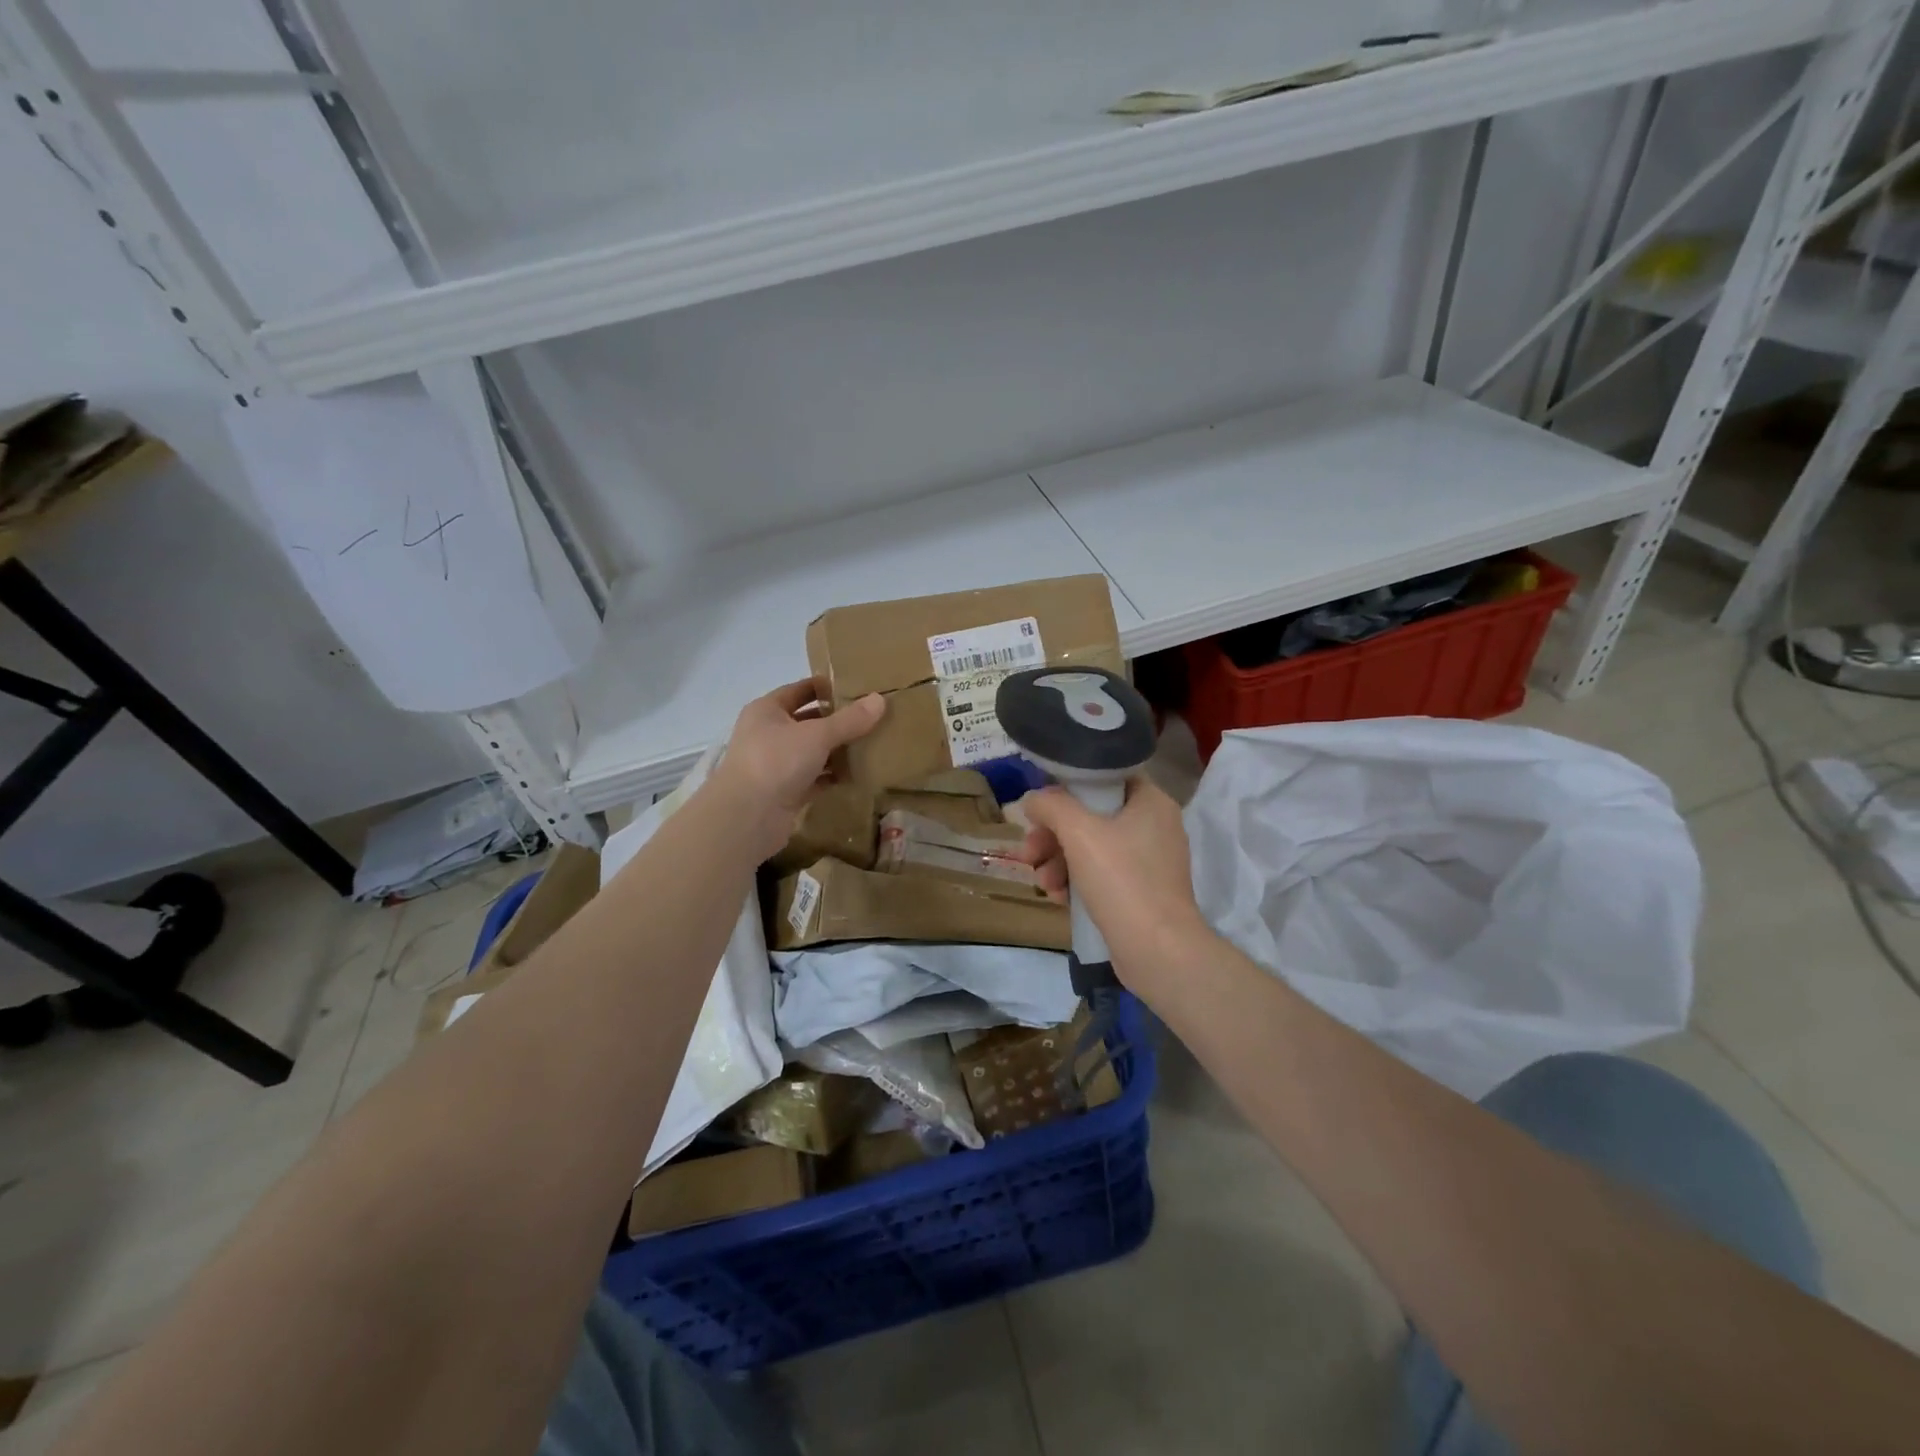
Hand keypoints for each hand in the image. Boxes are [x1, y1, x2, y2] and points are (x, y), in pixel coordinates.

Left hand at [710, 679, 884, 859]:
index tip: (858, 688)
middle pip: (808, 721)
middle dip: (838, 721)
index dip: (826, 687)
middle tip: (872, 718)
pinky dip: (833, 777)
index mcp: (767, 710)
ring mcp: (776, 765)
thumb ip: (850, 720)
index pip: (800, 690)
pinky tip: (858, 775)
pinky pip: (814, 779)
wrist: (747, 817)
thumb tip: (880, 700)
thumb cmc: (776, 761)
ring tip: (872, 745)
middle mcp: (768, 734)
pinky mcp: (785, 792)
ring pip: (812, 752)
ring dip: (837, 750)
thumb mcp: (817, 735)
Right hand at [1016, 777, 1211, 991]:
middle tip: (1028, 852)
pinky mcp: (1141, 892)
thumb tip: (1033, 800)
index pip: (1105, 777)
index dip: (1068, 788)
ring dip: (1058, 861)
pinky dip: (1076, 882)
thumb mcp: (1079, 832)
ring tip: (1042, 882)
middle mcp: (1154, 826)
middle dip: (1053, 835)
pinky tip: (1058, 898)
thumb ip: (1051, 805)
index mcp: (1151, 802)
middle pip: (1091, 816)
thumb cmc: (1122, 880)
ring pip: (1091, 848)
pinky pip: (1101, 875)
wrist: (1158, 951)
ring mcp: (1149, 862)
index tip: (1041, 808)